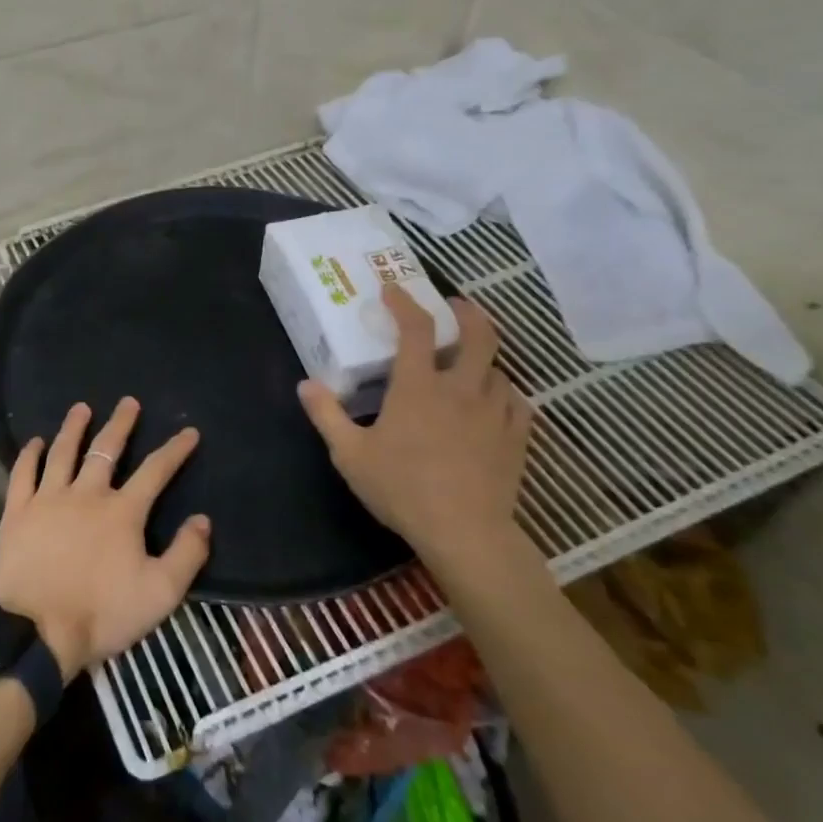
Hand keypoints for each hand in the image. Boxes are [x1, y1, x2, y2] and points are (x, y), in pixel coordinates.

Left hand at [0, 398, 208, 681]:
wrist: (38, 632)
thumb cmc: (103, 614)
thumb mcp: (160, 593)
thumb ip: (186, 555)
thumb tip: (203, 520)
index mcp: (123, 512)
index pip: (155, 471)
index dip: (175, 449)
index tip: (189, 432)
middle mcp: (86, 494)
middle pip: (106, 450)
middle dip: (121, 424)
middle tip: (128, 402)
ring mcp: (48, 499)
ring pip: (63, 452)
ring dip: (74, 428)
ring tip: (81, 408)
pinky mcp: (17, 512)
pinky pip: (23, 474)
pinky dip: (29, 455)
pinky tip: (35, 442)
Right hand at [296, 285, 530, 572]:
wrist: (464, 532)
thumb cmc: (401, 488)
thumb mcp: (350, 454)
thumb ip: (326, 415)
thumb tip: (305, 384)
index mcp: (418, 386)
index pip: (416, 329)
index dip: (404, 303)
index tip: (393, 289)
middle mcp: (461, 389)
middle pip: (478, 335)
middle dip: (468, 312)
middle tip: (455, 306)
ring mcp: (494, 412)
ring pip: (499, 369)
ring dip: (484, 358)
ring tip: (471, 362)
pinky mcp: (515, 438)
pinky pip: (517, 402)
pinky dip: (504, 393)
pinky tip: (496, 402)